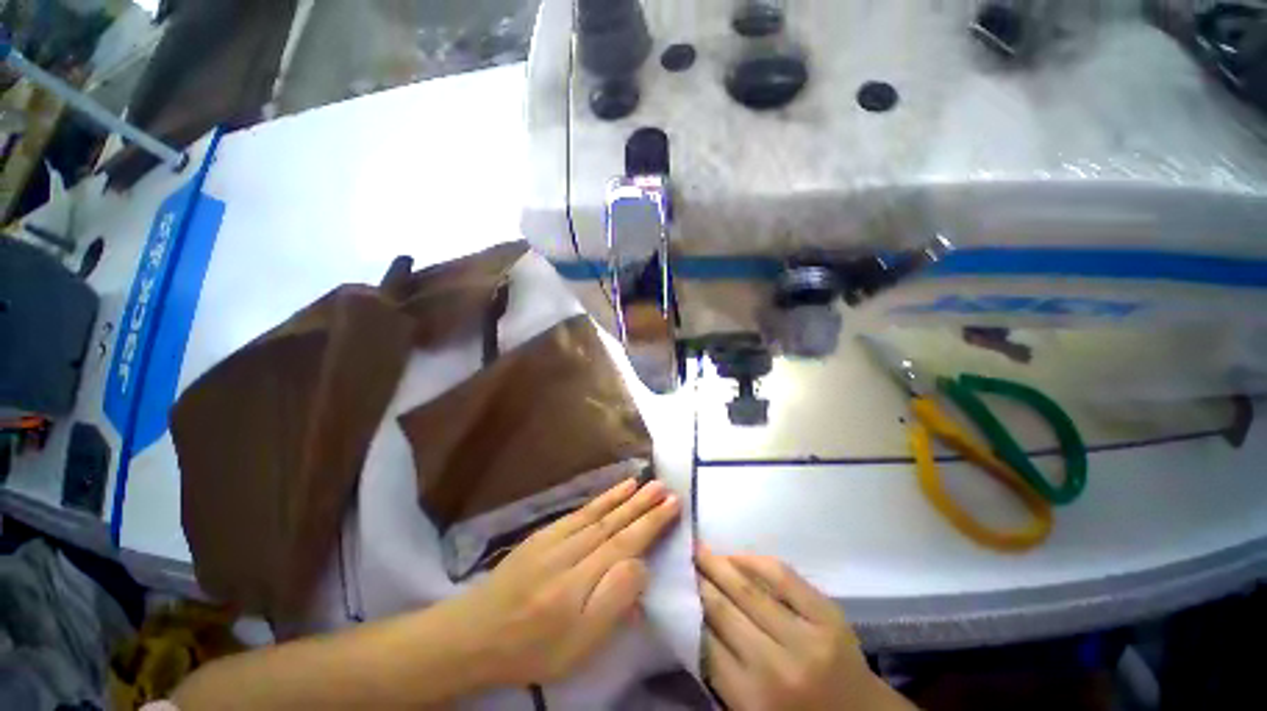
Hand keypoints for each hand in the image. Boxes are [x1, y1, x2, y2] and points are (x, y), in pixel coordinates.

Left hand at [456, 478, 680, 685]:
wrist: (476, 633)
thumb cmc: (533, 648)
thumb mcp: (579, 644)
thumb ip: (614, 601)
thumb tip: (640, 564)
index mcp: (581, 581)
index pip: (627, 544)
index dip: (652, 522)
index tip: (673, 504)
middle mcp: (572, 550)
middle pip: (615, 522)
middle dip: (643, 504)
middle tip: (666, 487)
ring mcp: (556, 537)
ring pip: (599, 512)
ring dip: (624, 496)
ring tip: (645, 482)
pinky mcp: (544, 533)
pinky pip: (579, 510)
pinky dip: (600, 499)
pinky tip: (612, 492)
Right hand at [697, 549, 910, 710]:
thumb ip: (721, 673)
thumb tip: (692, 621)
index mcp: (752, 701)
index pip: (704, 643)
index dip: (686, 610)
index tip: (673, 588)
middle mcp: (776, 667)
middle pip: (722, 611)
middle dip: (698, 581)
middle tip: (682, 560)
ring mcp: (806, 637)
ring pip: (748, 589)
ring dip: (719, 565)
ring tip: (700, 549)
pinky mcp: (828, 615)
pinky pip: (783, 576)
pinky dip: (755, 560)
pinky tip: (737, 555)